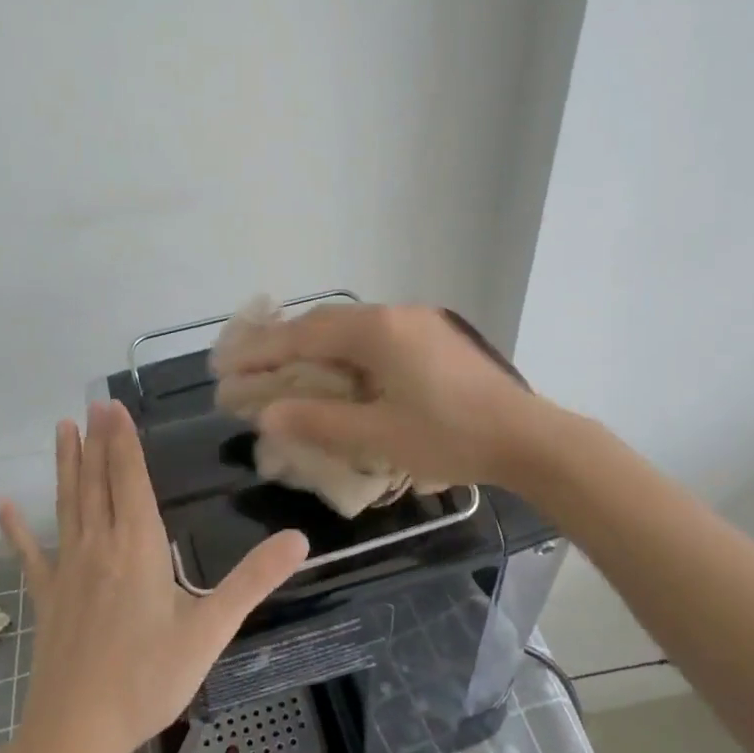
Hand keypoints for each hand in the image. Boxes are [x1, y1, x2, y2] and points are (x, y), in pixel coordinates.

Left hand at [0, 401, 308, 752]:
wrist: (76, 733)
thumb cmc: (148, 679)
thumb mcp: (210, 630)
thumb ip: (254, 580)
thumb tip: (300, 539)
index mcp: (137, 546)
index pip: (129, 479)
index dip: (123, 441)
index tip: (112, 406)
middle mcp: (99, 545)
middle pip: (97, 481)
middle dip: (97, 440)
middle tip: (91, 404)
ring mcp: (67, 570)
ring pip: (67, 504)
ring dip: (66, 465)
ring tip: (62, 429)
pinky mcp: (46, 597)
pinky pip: (29, 554)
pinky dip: (15, 528)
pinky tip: (2, 506)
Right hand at [212, 303, 542, 489]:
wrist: (528, 437)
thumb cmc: (451, 438)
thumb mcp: (380, 436)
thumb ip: (319, 422)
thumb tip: (266, 415)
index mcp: (377, 331)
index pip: (303, 335)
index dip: (260, 351)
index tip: (224, 365)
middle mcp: (394, 314)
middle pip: (323, 323)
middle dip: (282, 343)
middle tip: (247, 364)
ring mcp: (418, 322)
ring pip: (349, 327)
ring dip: (313, 346)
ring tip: (283, 368)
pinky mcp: (433, 337)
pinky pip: (373, 337)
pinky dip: (343, 352)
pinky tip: (336, 373)